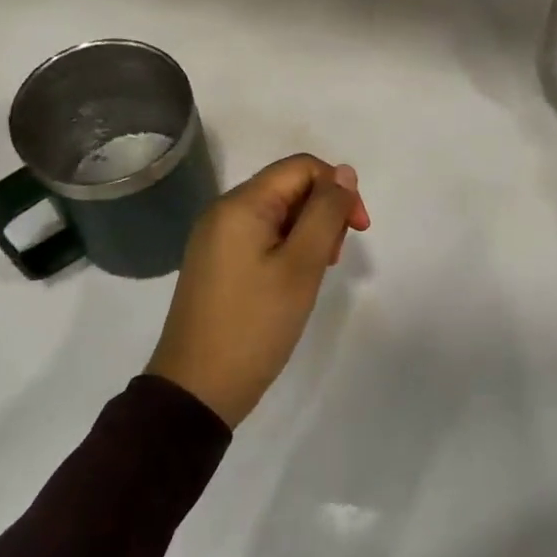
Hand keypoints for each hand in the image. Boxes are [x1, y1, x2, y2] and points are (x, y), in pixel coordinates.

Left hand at [146, 154, 371, 428]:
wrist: (198, 389)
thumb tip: (344, 172)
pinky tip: (294, 280)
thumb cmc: (255, 324)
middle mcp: (224, 211)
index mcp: (241, 204)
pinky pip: (261, 236)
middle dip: (323, 212)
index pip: (301, 167)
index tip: (359, 229)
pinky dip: (287, 248)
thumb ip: (326, 212)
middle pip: (289, 187)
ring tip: (314, 274)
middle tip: (332, 259)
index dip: (338, 188)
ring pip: (277, 213)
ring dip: (308, 232)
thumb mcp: (301, 265)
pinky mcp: (217, 262)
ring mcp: (216, 238)